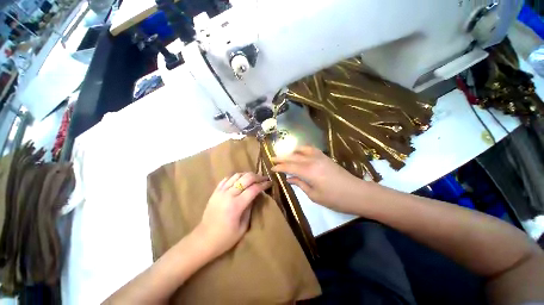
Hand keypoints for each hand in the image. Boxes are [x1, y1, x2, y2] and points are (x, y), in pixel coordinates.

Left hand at [197, 172, 271, 257]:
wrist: (203, 240)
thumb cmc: (225, 238)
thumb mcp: (243, 227)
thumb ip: (250, 209)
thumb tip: (256, 196)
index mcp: (236, 205)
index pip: (254, 189)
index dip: (263, 184)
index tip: (270, 182)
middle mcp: (228, 195)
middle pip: (246, 178)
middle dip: (257, 176)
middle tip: (263, 178)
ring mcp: (220, 192)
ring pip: (236, 175)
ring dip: (247, 175)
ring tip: (253, 178)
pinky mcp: (215, 192)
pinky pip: (226, 179)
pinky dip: (235, 177)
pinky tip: (240, 180)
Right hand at [271, 146, 362, 213]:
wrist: (357, 193)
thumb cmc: (335, 199)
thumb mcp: (314, 195)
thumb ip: (300, 184)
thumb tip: (290, 178)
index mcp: (308, 172)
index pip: (289, 167)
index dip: (279, 167)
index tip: (271, 168)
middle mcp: (312, 161)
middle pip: (293, 157)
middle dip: (282, 157)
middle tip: (273, 158)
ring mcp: (320, 157)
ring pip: (302, 150)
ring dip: (292, 152)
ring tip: (286, 155)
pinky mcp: (325, 157)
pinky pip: (311, 149)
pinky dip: (303, 149)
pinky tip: (300, 152)